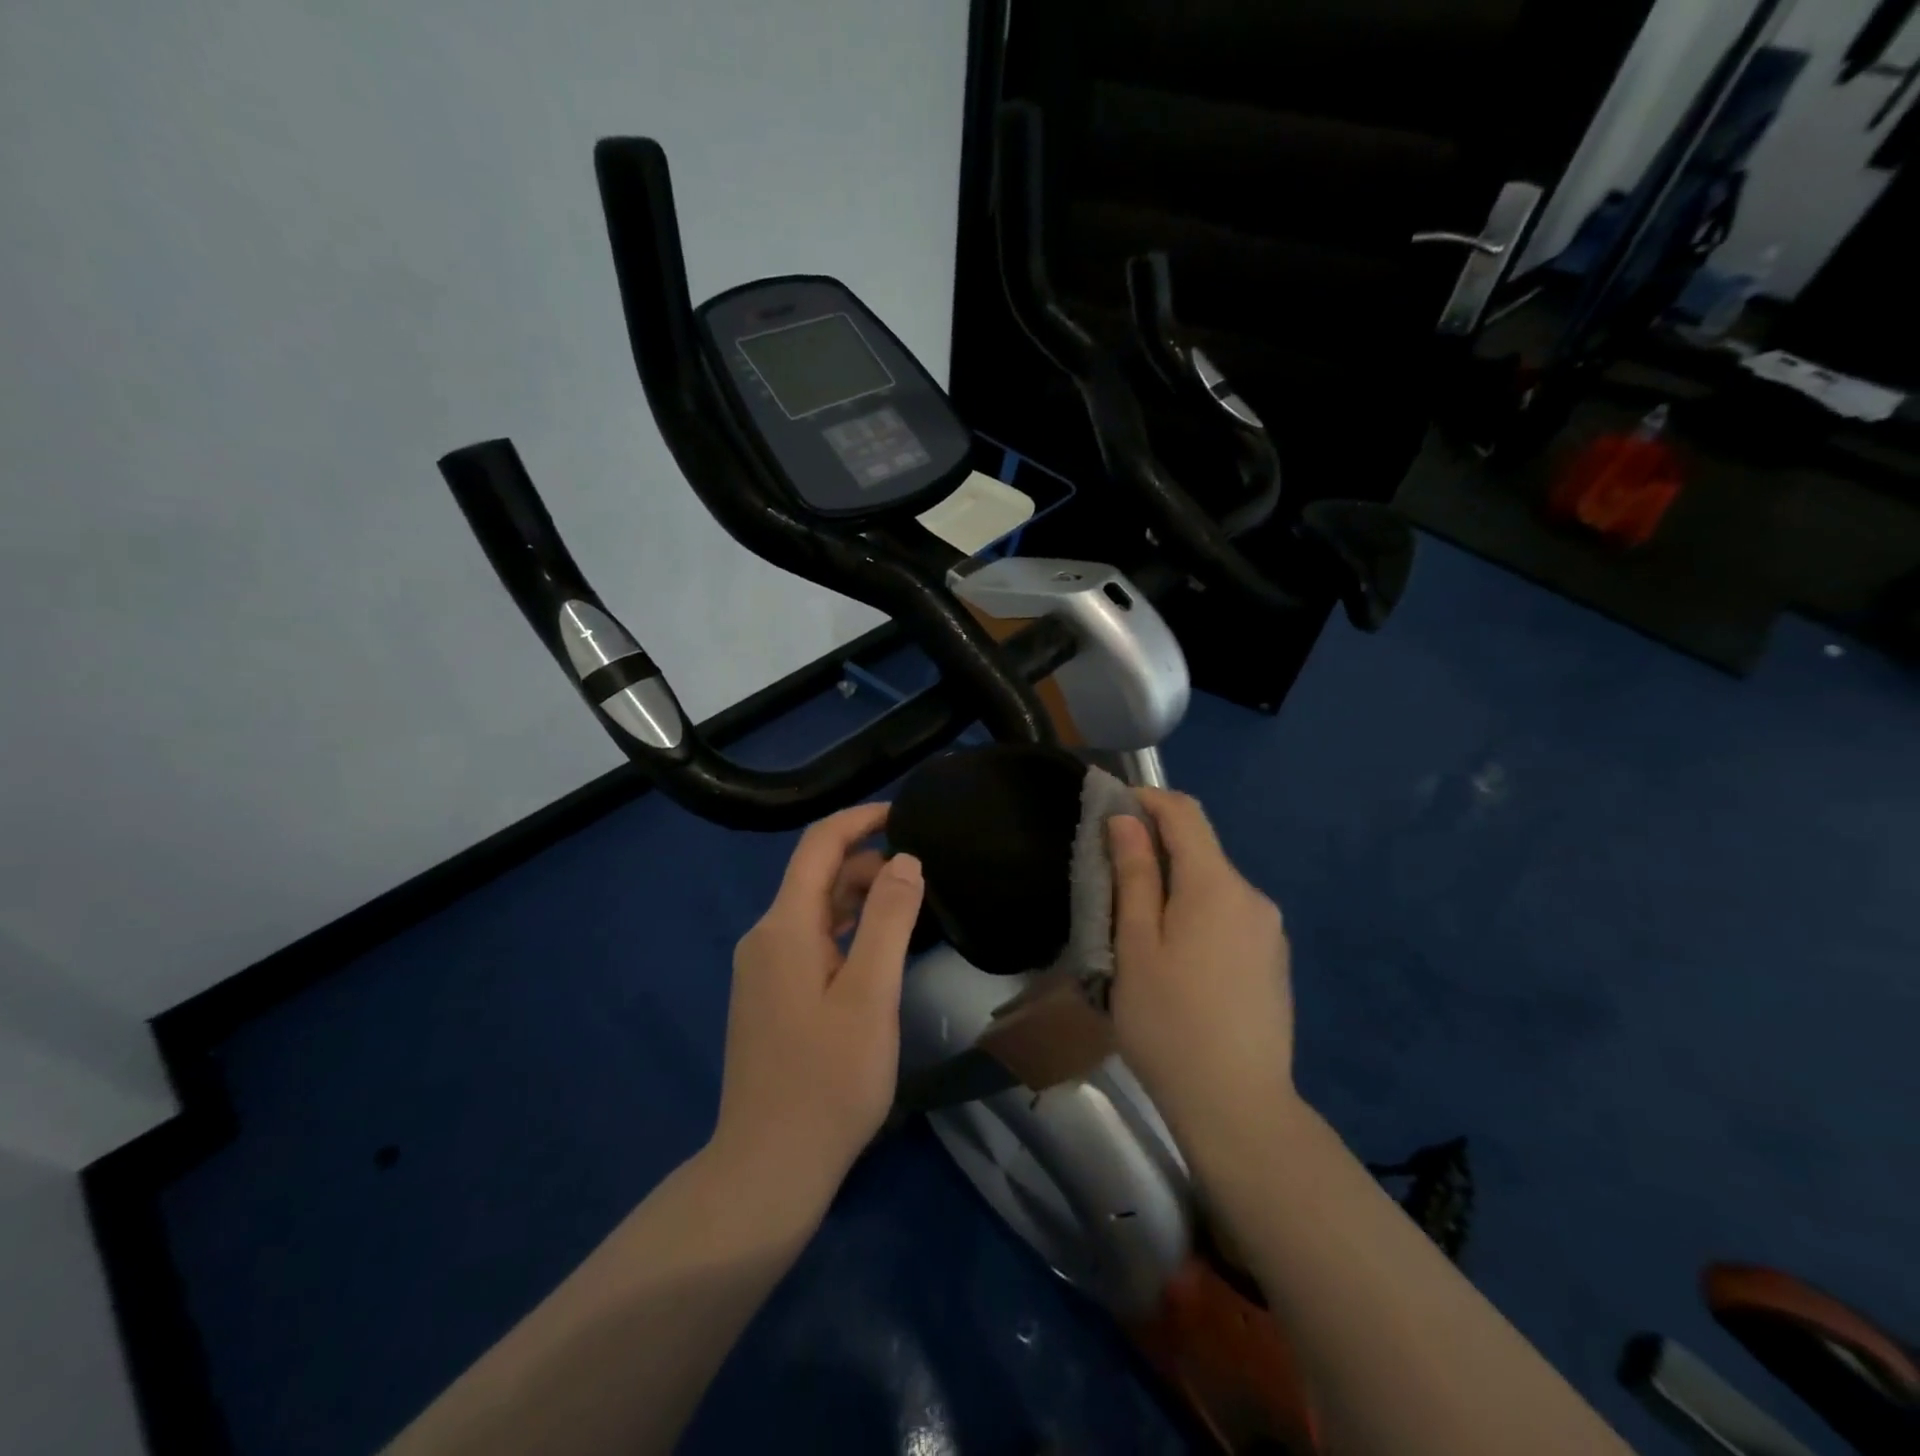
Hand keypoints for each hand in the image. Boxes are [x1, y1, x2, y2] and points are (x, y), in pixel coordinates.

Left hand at [710, 804, 924, 1215]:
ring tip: (911, 908)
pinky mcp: (770, 997)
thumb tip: (904, 858)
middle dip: (868, 863)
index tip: (904, 814)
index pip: (818, 846)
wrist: (769, 1167)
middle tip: (925, 875)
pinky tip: (878, 952)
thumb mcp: (870, 995)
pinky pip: (811, 942)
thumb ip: (889, 919)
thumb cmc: (828, 1080)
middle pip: (817, 877)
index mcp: (784, 927)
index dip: (860, 820)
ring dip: (860, 899)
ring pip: (816, 912)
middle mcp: (765, 938)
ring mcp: (763, 970)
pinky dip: (847, 931)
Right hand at [1107, 789, 1297, 1153]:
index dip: (1146, 799)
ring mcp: (1269, 930)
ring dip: (1174, 886)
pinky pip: (1229, 915)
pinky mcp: (1273, 960)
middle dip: (1154, 849)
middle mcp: (1252, 896)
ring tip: (1136, 930)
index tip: (1109, 807)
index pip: (1184, 812)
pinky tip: (1176, 961)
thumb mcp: (1135, 945)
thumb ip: (1134, 875)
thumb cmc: (1169, 1022)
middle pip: (1200, 849)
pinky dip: (1196, 914)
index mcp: (1216, 885)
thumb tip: (1127, 820)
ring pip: (1213, 885)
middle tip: (1109, 881)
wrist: (1238, 1107)